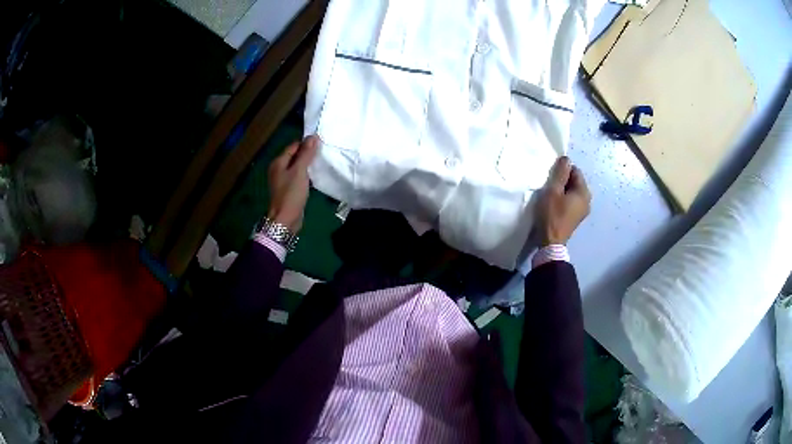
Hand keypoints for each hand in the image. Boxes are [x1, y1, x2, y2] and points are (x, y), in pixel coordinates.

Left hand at [267, 135, 318, 233]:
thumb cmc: (291, 193)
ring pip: (297, 166)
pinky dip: (306, 174)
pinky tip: (315, 176)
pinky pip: (298, 176)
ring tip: (321, 162)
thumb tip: (313, 137)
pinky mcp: (289, 189)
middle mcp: (278, 169)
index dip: (306, 143)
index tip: (321, 143)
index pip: (293, 146)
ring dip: (307, 164)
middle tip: (323, 152)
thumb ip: (306, 154)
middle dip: (307, 153)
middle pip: (295, 155)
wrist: (285, 219)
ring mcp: (283, 180)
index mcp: (278, 162)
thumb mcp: (300, 171)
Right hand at [536, 156, 590, 245]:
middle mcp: (587, 200)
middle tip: (550, 186)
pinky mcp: (577, 217)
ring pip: (573, 192)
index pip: (575, 171)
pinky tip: (555, 204)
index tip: (551, 177)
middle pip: (575, 182)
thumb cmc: (552, 215)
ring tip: (551, 195)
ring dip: (563, 190)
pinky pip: (572, 201)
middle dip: (563, 181)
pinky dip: (565, 199)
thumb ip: (560, 173)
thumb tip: (566, 159)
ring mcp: (583, 210)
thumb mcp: (553, 191)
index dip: (563, 170)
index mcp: (584, 192)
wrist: (551, 242)